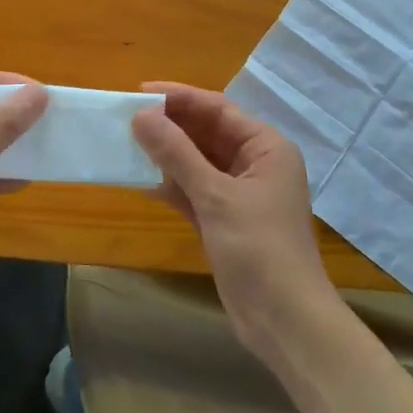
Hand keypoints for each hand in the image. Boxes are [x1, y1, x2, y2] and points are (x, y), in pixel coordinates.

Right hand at [131, 82, 342, 364]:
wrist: (285, 321)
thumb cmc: (258, 248)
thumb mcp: (215, 196)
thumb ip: (177, 154)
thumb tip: (141, 115)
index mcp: (266, 147)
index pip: (218, 109)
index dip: (179, 97)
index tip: (139, 91)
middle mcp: (256, 164)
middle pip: (208, 133)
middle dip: (170, 125)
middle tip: (127, 117)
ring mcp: (241, 194)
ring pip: (198, 163)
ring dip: (167, 155)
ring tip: (127, 143)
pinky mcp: (226, 221)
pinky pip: (195, 191)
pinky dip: (172, 185)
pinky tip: (142, 180)